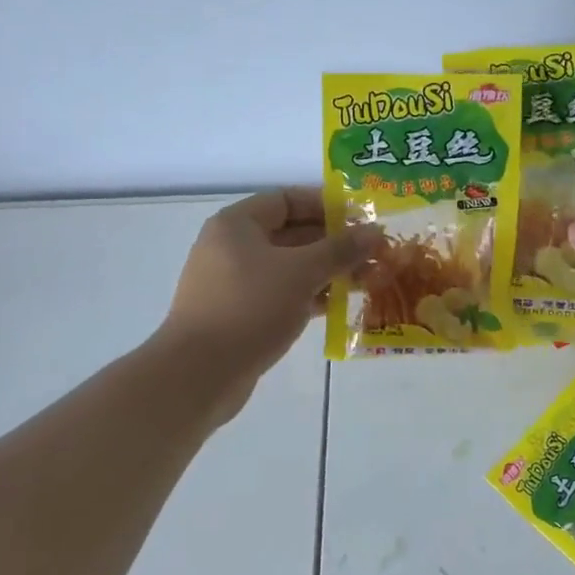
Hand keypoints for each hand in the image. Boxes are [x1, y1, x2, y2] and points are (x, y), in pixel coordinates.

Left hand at [158, 188, 377, 415]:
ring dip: (326, 272)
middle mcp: (232, 247)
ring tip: (367, 280)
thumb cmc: (250, 308)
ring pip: (289, 268)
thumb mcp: (302, 272)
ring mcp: (234, 284)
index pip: (287, 199)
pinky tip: (341, 306)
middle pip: (291, 234)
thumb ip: (340, 249)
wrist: (199, 374)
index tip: (361, 219)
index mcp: (237, 224)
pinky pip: (281, 295)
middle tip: (373, 253)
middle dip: (333, 243)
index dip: (326, 205)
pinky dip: (309, 296)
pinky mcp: (240, 315)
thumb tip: (375, 231)